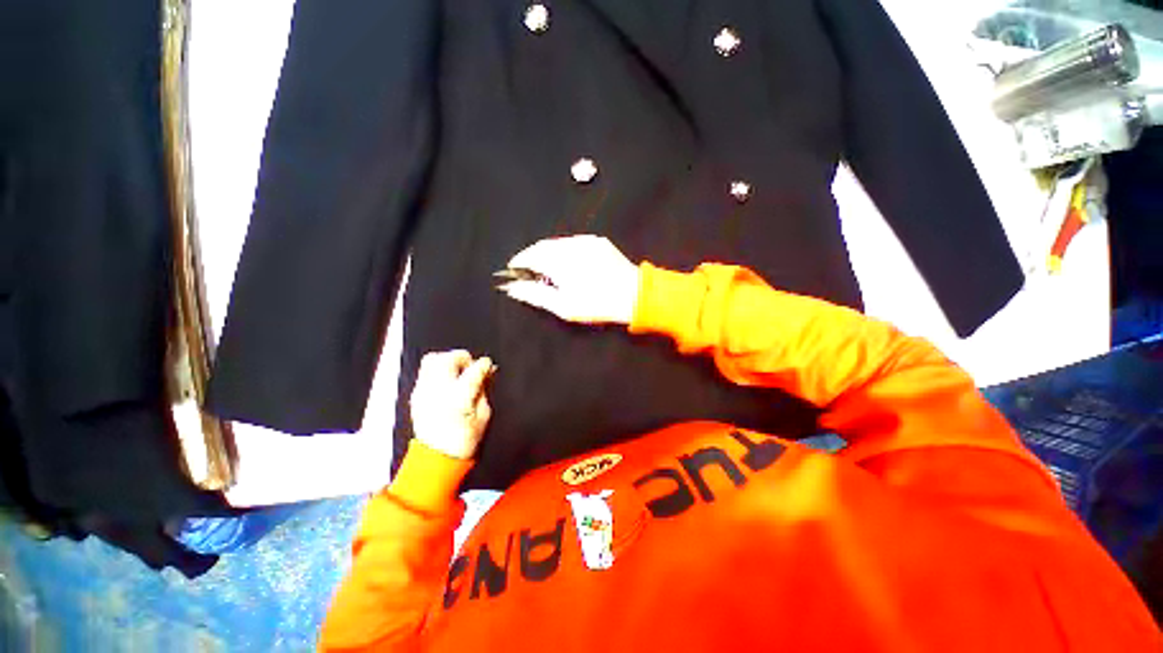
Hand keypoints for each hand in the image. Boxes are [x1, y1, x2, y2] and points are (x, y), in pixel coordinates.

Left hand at [409, 350, 494, 459]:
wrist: (436, 459)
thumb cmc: (464, 441)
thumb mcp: (483, 415)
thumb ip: (484, 389)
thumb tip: (488, 372)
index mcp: (458, 397)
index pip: (474, 369)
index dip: (484, 365)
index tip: (488, 366)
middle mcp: (438, 390)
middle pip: (449, 358)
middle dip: (463, 357)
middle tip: (471, 367)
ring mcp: (423, 392)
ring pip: (432, 359)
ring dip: (448, 360)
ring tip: (457, 371)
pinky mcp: (415, 395)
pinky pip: (425, 372)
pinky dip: (437, 370)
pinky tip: (446, 381)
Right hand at [497, 235, 640, 324]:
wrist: (635, 295)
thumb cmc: (596, 304)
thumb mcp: (563, 306)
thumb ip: (535, 295)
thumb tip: (512, 288)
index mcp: (559, 261)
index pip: (529, 256)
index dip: (518, 263)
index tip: (513, 271)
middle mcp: (570, 245)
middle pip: (542, 246)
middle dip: (532, 257)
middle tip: (529, 272)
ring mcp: (585, 241)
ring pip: (557, 243)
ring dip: (547, 253)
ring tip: (548, 268)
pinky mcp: (597, 241)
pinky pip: (573, 242)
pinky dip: (564, 250)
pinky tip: (568, 262)